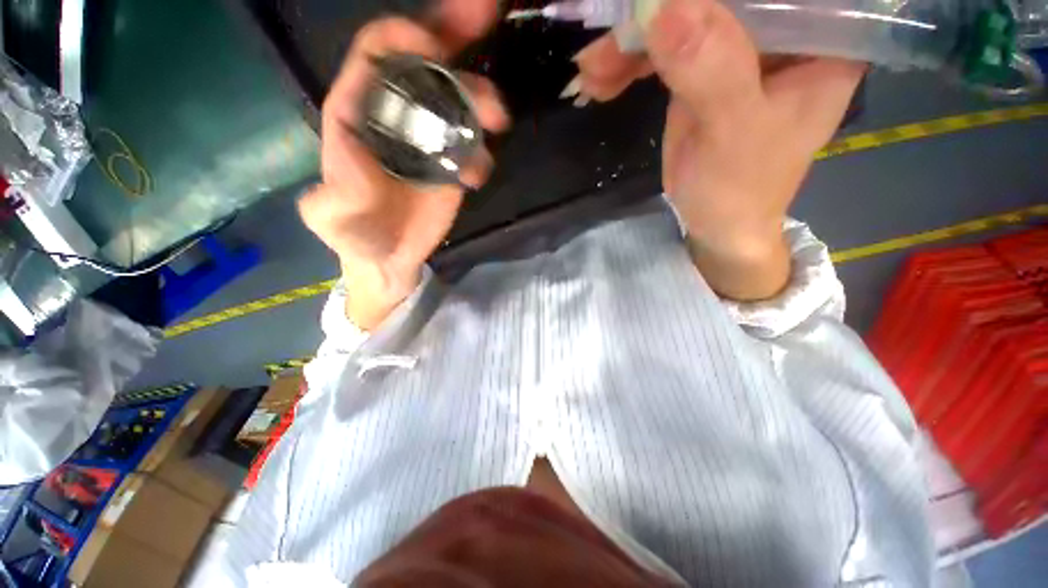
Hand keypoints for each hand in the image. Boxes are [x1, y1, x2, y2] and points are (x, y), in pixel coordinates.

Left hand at [298, 1, 508, 328]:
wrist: (390, 258)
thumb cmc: (356, 237)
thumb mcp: (331, 219)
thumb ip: (335, 192)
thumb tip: (356, 158)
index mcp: (357, 115)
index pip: (375, 58)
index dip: (402, 39)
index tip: (434, 43)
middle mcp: (395, 117)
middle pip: (425, 64)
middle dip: (455, 35)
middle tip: (488, 14)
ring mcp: (429, 141)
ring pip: (458, 101)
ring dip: (481, 100)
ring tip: (498, 119)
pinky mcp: (452, 166)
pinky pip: (474, 146)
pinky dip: (483, 154)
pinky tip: (477, 177)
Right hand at [572, 0, 864, 299]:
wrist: (717, 224)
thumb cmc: (741, 189)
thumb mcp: (733, 133)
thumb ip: (711, 70)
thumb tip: (661, 5)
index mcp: (816, 39)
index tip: (656, 2)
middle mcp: (779, 34)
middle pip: (715, 1)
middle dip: (656, 16)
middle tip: (606, 41)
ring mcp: (735, 50)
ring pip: (679, 22)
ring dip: (628, 45)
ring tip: (592, 72)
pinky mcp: (701, 71)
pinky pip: (661, 53)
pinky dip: (627, 65)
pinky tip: (601, 82)